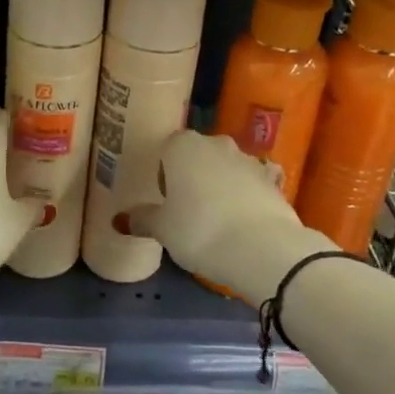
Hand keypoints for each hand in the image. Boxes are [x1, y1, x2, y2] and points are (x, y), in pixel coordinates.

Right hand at [118, 130, 303, 288]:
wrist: (264, 249)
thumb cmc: (200, 230)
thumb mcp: (162, 229)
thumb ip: (142, 219)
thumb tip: (121, 219)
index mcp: (183, 146)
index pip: (167, 149)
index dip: (164, 174)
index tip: (166, 200)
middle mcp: (216, 144)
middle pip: (198, 155)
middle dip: (192, 176)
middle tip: (187, 210)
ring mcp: (249, 160)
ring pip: (225, 169)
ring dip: (220, 187)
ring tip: (216, 221)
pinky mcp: (273, 181)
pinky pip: (250, 186)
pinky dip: (244, 200)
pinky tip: (242, 226)